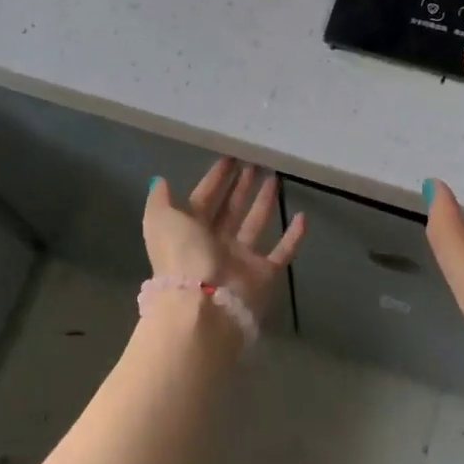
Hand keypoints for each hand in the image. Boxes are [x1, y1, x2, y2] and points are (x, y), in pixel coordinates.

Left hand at [144, 158, 306, 320]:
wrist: (202, 306)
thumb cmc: (182, 256)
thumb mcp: (161, 221)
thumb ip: (160, 200)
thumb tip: (160, 181)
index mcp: (190, 232)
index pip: (204, 199)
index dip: (216, 179)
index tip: (230, 157)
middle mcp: (215, 244)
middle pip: (231, 209)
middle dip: (241, 186)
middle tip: (255, 163)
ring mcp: (240, 260)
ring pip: (255, 224)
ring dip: (264, 202)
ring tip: (275, 178)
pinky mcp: (264, 275)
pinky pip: (282, 252)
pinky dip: (293, 237)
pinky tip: (303, 216)